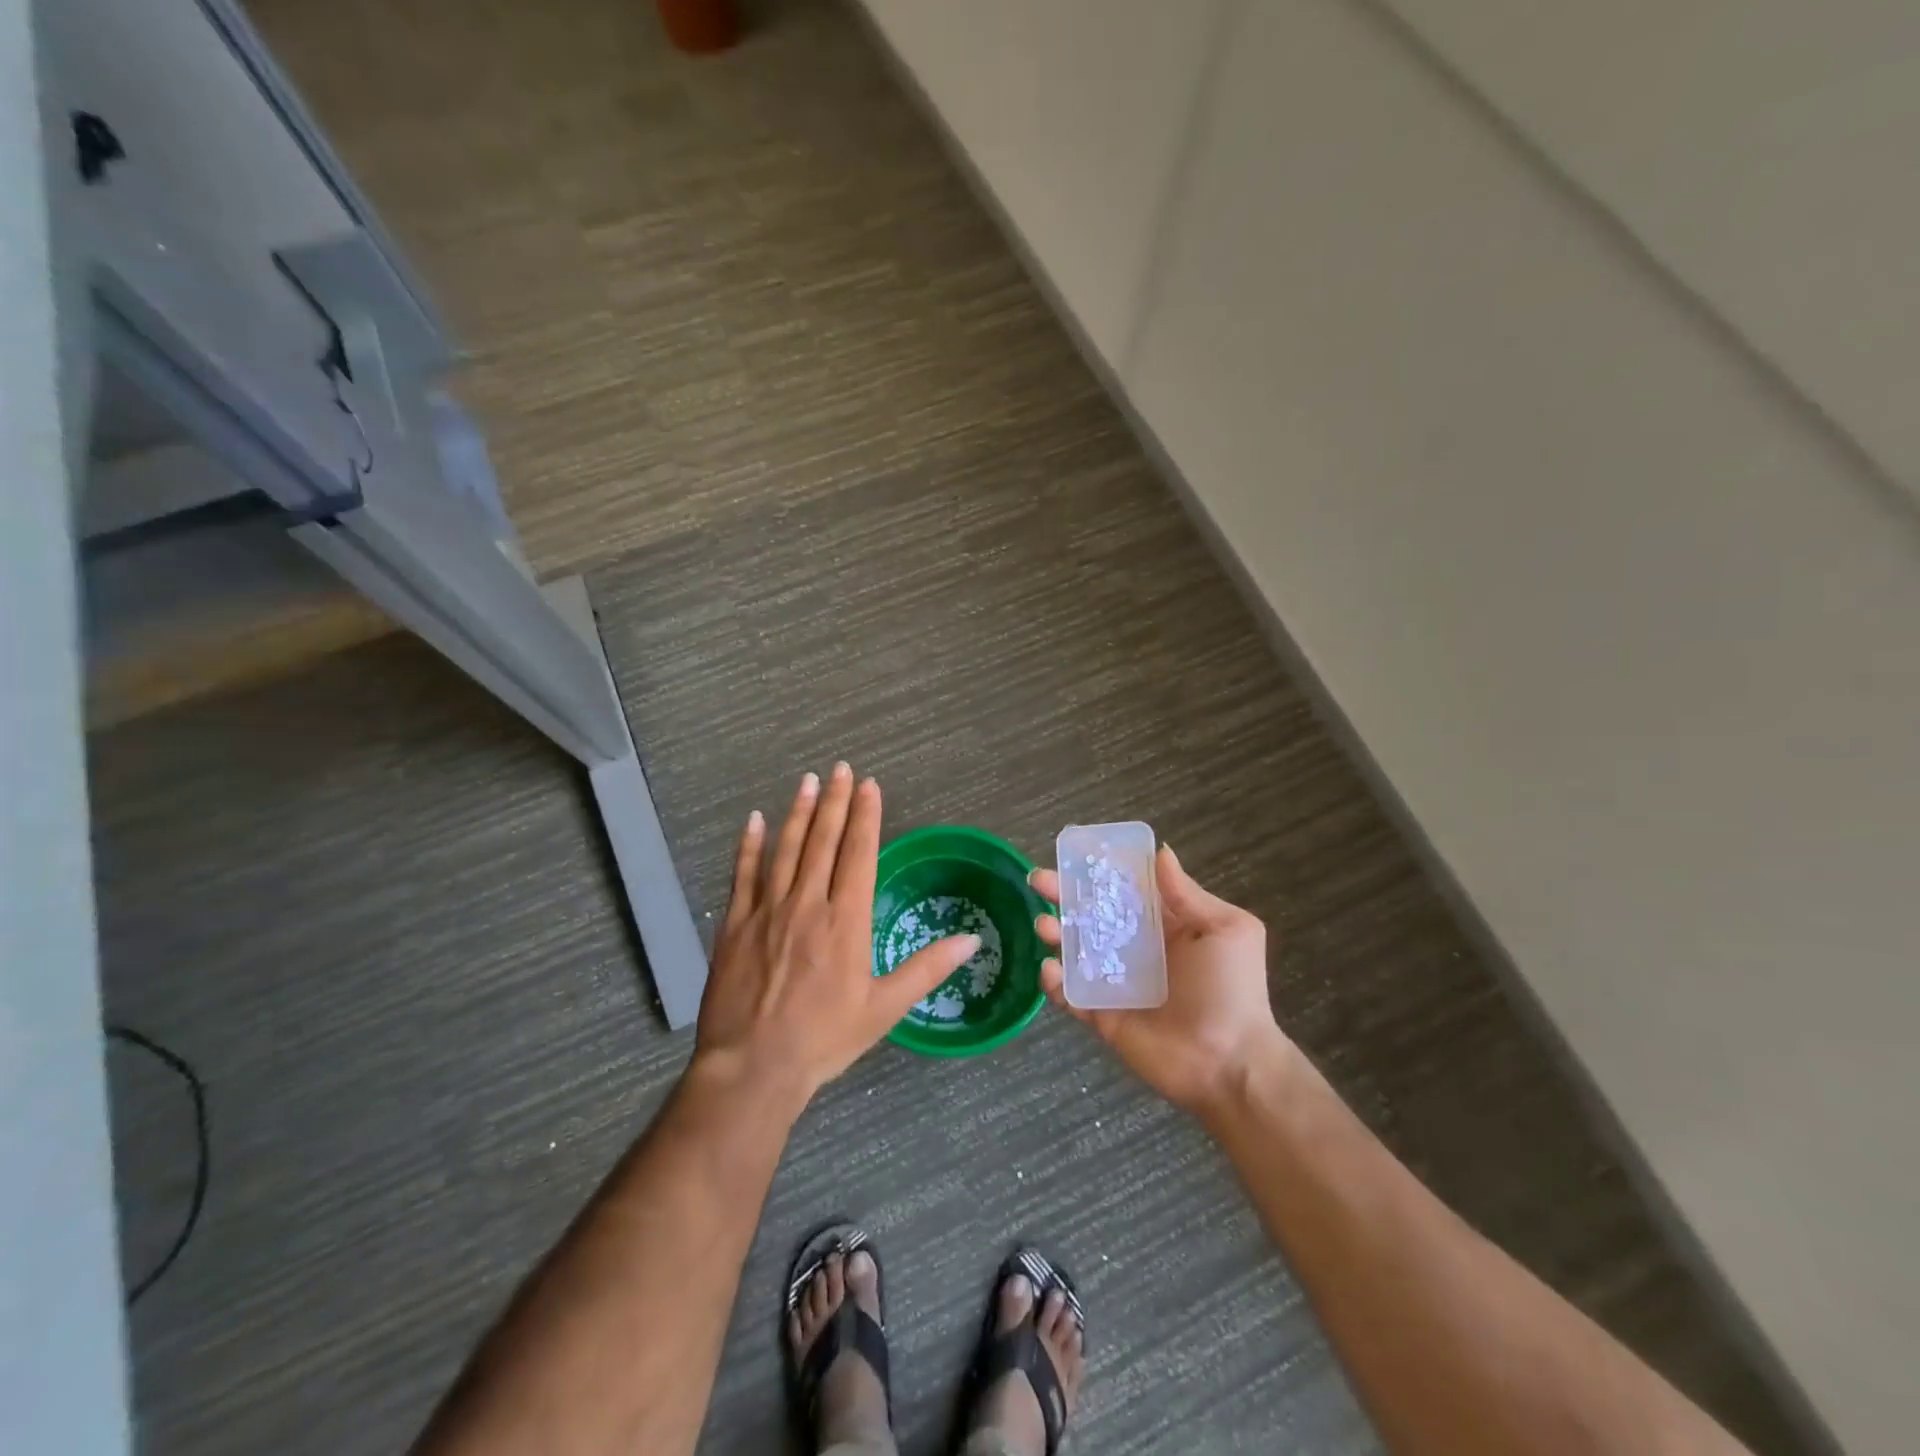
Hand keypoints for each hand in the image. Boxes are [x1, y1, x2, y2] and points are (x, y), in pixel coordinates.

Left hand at [693, 764, 981, 1110]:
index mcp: (846, 921)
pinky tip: (754, 820)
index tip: (870, 785)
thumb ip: (926, 969)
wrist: (753, 1067)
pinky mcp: (735, 924)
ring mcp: (767, 911)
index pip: (860, 855)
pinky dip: (749, 846)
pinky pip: (743, 875)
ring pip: (785, 849)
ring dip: (799, 812)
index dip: (867, 817)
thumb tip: (972, 939)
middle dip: (836, 802)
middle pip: (823, 841)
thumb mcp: (884, 1008)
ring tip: (809, 781)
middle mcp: (808, 904)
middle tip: (842, 768)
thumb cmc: (825, 1039)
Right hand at [1034, 845, 1290, 1114]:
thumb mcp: (1226, 930)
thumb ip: (1187, 894)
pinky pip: (1071, 995)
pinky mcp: (1102, 1015)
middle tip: (1038, 880)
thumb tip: (1161, 852)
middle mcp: (1135, 948)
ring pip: (1074, 950)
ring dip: (1054, 933)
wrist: (1230, 1062)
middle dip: (1062, 894)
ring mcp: (1115, 982)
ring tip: (1045, 925)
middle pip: (1091, 914)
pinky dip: (1054, 982)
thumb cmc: (1232, 989)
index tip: (1072, 853)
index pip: (1123, 889)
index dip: (1098, 871)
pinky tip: (1050, 969)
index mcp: (1163, 924)